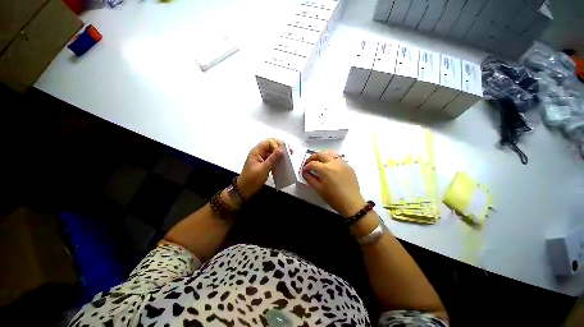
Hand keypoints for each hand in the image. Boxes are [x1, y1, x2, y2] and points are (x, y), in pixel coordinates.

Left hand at [237, 138, 284, 198]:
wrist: (244, 190)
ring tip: (288, 158)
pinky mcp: (264, 164)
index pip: (269, 142)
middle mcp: (259, 153)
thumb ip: (273, 159)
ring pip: (273, 152)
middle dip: (281, 148)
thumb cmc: (251, 179)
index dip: (278, 145)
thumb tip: (281, 150)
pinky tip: (283, 164)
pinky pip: (272, 159)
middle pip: (271, 146)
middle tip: (290, 152)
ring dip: (280, 154)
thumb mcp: (263, 169)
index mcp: (257, 151)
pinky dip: (278, 160)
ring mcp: (261, 159)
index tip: (285, 151)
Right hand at [302, 151, 365, 217]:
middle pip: (321, 154)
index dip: (306, 166)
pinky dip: (331, 159)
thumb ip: (310, 179)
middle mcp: (334, 162)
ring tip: (319, 161)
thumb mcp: (319, 189)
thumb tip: (305, 173)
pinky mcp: (348, 166)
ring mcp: (342, 163)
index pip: (312, 163)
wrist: (351, 203)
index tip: (304, 170)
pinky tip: (330, 166)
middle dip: (313, 157)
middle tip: (309, 162)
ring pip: (330, 154)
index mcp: (325, 169)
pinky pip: (338, 159)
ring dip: (322, 156)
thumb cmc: (333, 198)